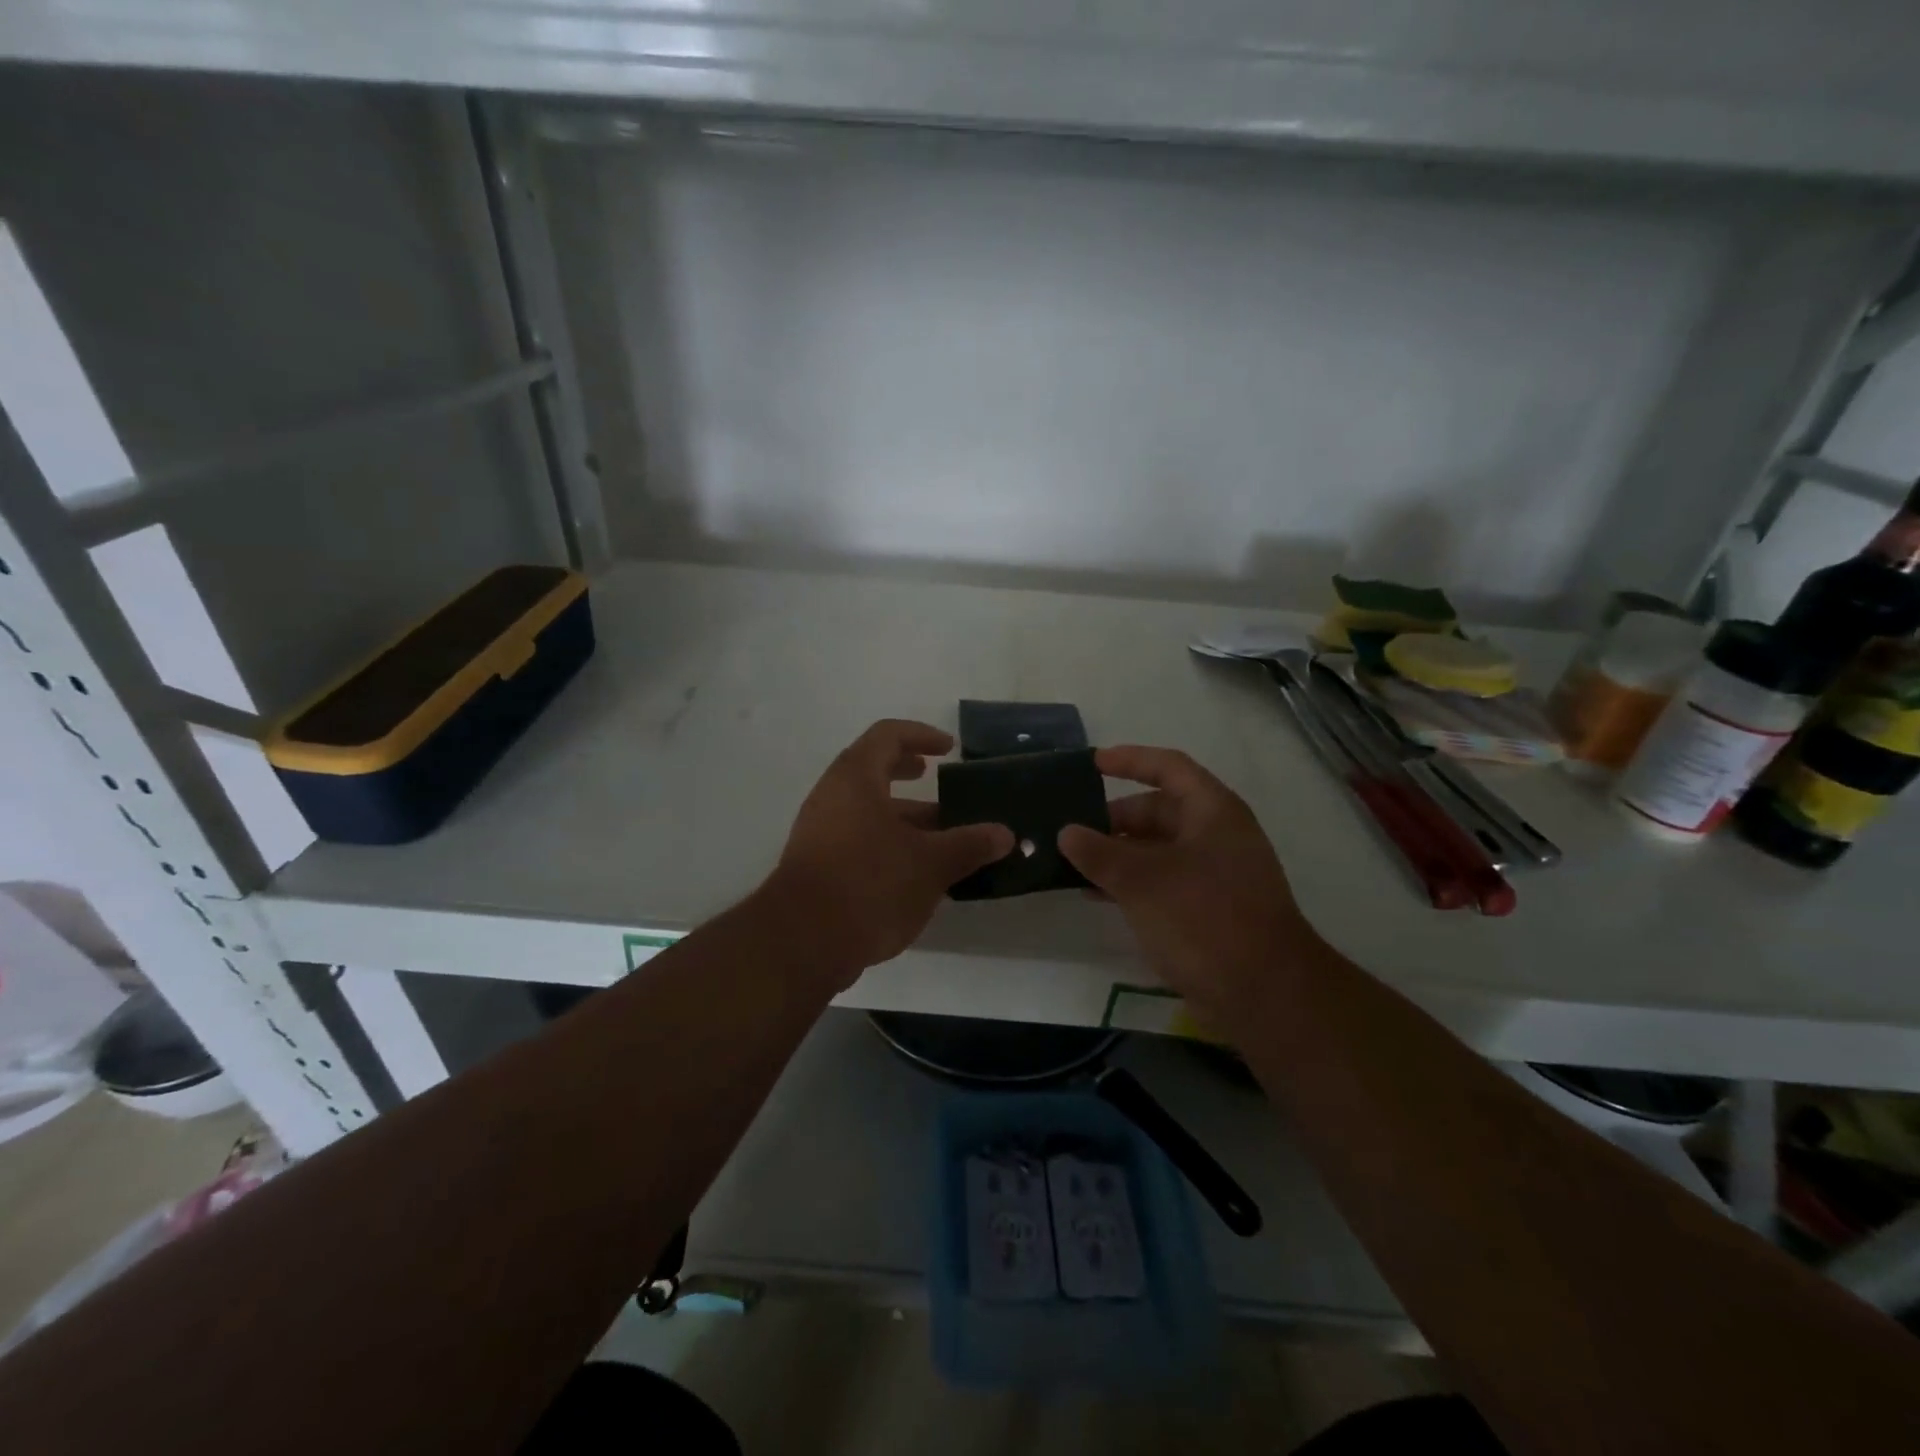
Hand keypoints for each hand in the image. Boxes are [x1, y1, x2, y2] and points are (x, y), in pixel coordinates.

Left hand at [759, 720, 1013, 985]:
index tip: (950, 749)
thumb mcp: (929, 864)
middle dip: (910, 774)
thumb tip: (1004, 834)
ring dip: (906, 817)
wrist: (802, 943)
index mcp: (856, 779)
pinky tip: (918, 872)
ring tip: (944, 836)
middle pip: (874, 771)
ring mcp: (821, 832)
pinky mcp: (819, 866)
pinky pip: (859, 840)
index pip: (888, 735)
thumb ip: (969, 845)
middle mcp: (832, 797)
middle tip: (939, 780)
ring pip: (869, 811)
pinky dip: (890, 844)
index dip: (921, 735)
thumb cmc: (869, 883)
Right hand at [1058, 746, 1314, 1022]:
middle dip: (1114, 819)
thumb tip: (1066, 833)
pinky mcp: (1208, 908)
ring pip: (1157, 849)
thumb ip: (1099, 853)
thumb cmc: (1204, 918)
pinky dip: (1131, 882)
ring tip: (1074, 865)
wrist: (1264, 994)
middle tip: (1071, 832)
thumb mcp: (1142, 880)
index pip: (1169, 767)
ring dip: (1118, 854)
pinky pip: (1162, 880)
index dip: (1130, 760)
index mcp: (1212, 812)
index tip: (1092, 763)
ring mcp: (1214, 873)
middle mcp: (1216, 835)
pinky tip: (1098, 896)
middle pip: (1159, 810)